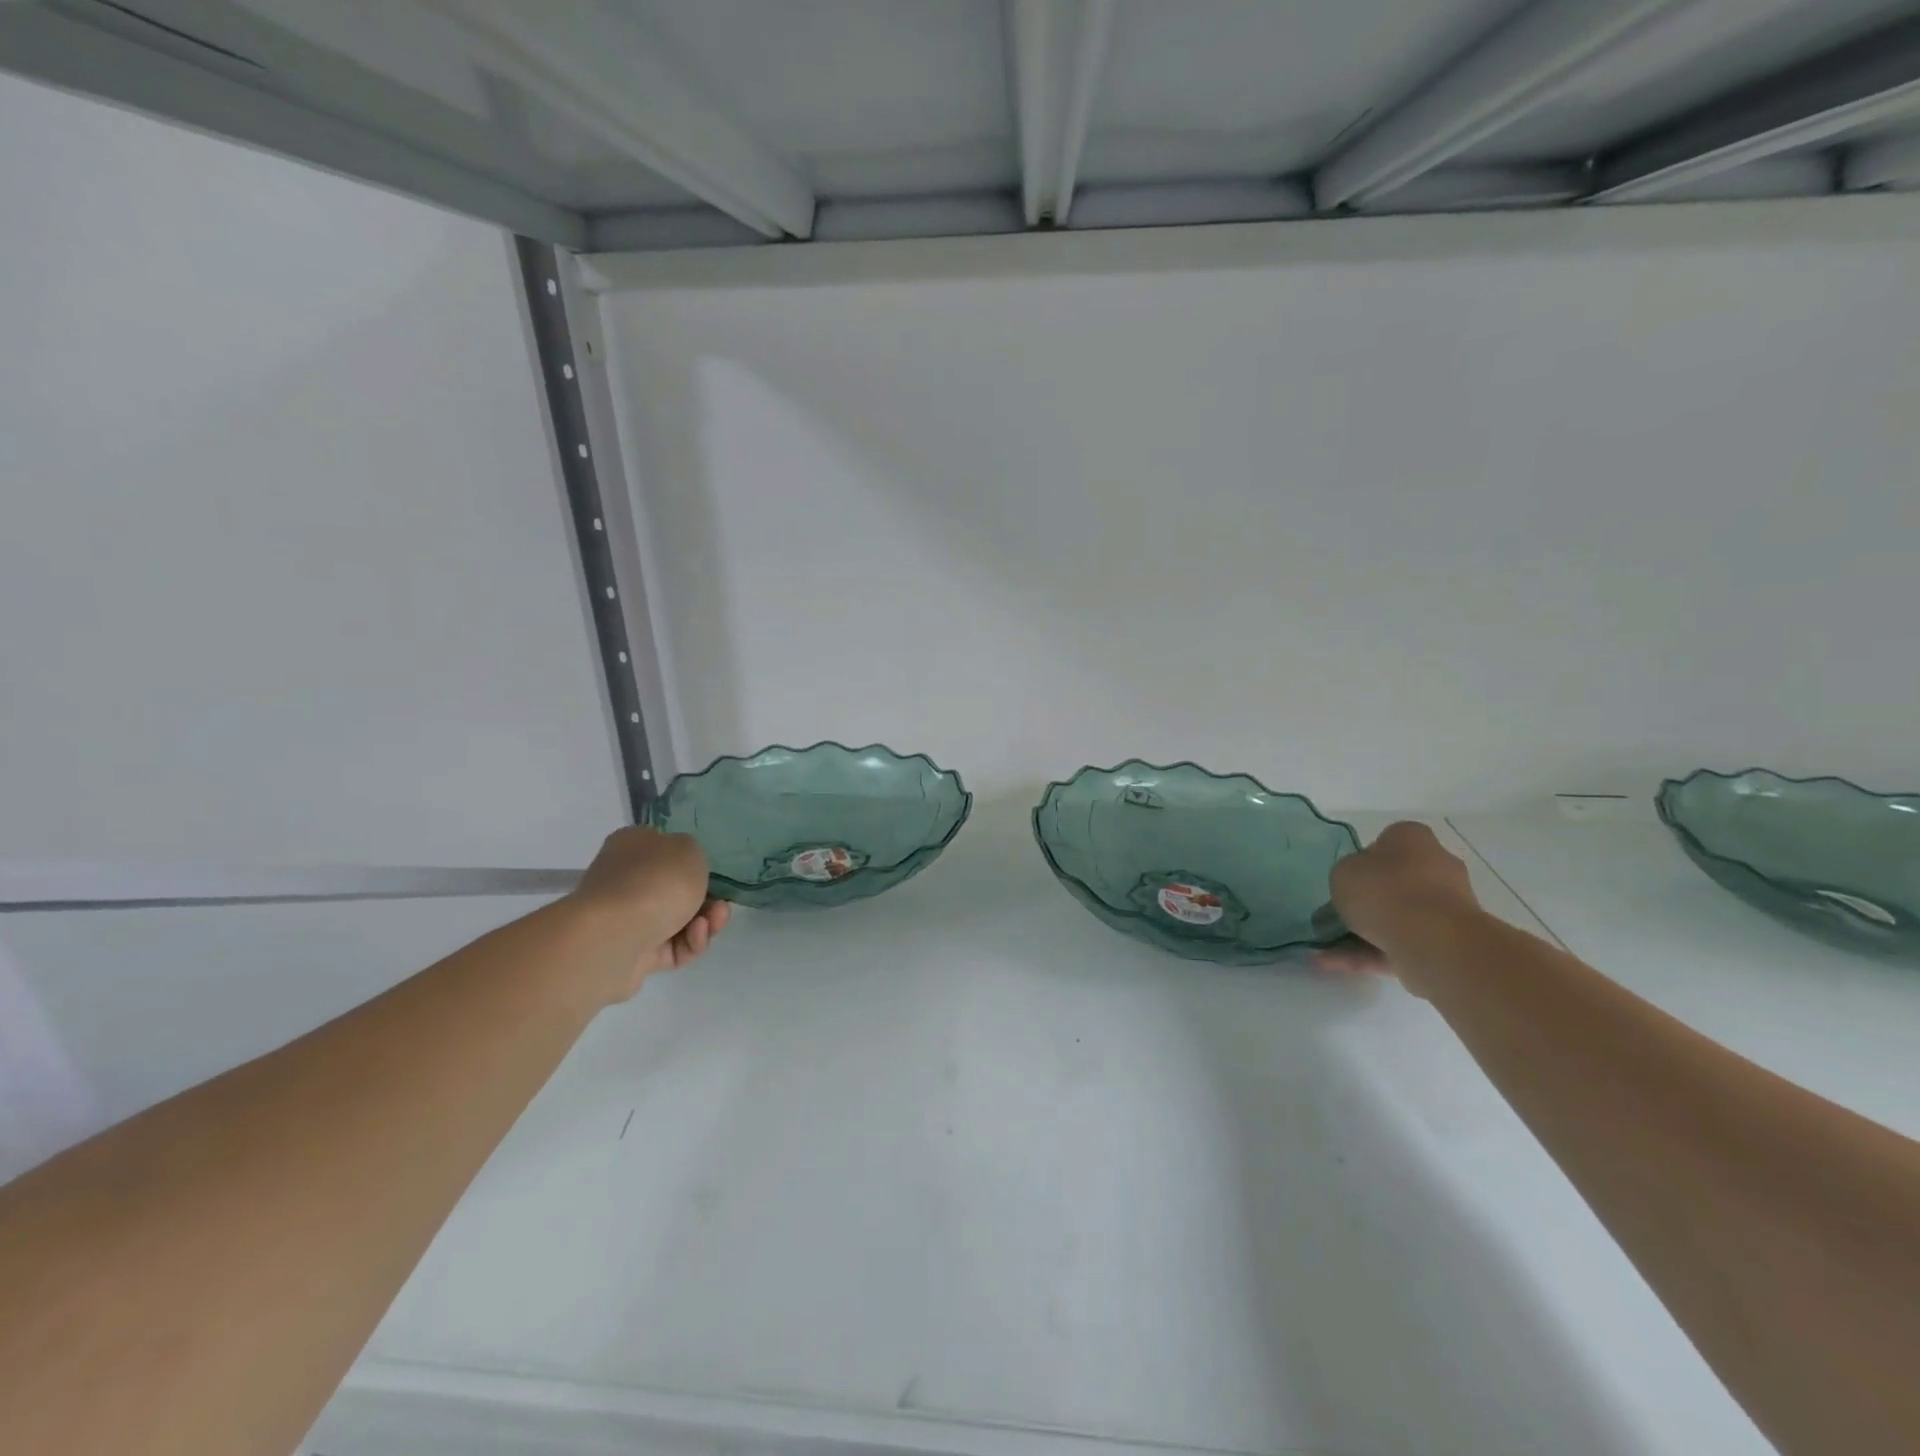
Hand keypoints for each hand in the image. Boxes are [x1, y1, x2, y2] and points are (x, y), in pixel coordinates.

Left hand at [567, 827, 731, 1001]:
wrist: (616, 936)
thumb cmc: (655, 880)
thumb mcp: (689, 848)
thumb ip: (692, 853)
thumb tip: (681, 867)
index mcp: (632, 846)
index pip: (664, 849)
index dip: (692, 862)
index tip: (714, 874)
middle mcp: (625, 880)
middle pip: (676, 890)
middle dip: (707, 899)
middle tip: (722, 905)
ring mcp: (627, 920)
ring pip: (679, 921)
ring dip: (705, 922)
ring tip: (715, 921)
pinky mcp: (633, 954)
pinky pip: (672, 948)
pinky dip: (691, 942)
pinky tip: (697, 936)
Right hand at [1316, 821, 1480, 996]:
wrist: (1433, 940)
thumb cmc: (1385, 891)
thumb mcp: (1343, 872)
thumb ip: (1346, 876)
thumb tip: (1356, 889)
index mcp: (1413, 839)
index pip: (1386, 843)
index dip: (1362, 862)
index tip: (1345, 881)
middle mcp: (1436, 868)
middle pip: (1394, 883)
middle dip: (1365, 903)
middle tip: (1333, 917)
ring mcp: (1445, 908)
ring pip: (1395, 919)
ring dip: (1360, 934)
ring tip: (1324, 951)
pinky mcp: (1445, 944)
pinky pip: (1399, 945)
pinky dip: (1369, 955)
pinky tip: (1334, 964)